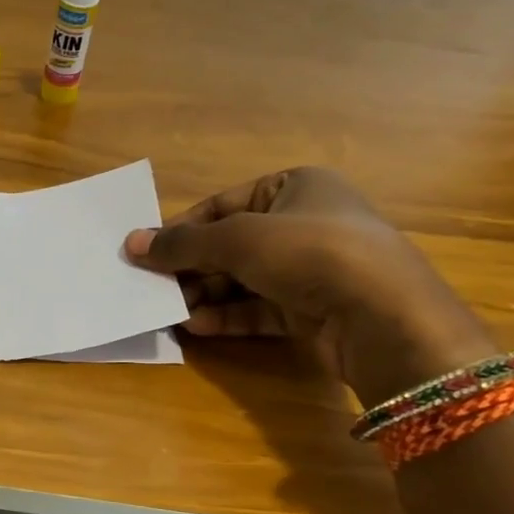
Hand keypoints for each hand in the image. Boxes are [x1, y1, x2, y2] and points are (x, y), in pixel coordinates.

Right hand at [124, 167, 495, 406]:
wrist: (382, 316)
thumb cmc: (308, 252)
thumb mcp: (237, 239)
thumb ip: (182, 244)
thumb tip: (131, 243)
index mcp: (295, 186)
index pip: (223, 204)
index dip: (183, 228)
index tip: (146, 253)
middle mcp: (304, 223)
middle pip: (231, 245)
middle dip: (191, 268)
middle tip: (152, 287)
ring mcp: (311, 269)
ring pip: (243, 280)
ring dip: (205, 295)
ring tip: (169, 311)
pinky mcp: (313, 310)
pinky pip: (259, 308)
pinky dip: (228, 316)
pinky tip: (196, 326)